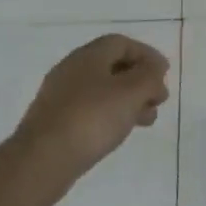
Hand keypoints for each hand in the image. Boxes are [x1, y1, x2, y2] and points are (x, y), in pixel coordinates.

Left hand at [10, 35, 170, 196]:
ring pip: (102, 90)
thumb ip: (150, 76)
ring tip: (147, 120)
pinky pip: (89, 110)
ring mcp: (60, 97)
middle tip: (158, 99)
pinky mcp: (54, 123)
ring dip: (128, 100)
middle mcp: (71, 70)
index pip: (122, 43)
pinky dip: (111, 115)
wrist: (40, 162)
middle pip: (113, 66)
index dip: (147, 55)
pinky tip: (119, 132)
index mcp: (88, 55)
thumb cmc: (91, 119)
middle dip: (140, 80)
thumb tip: (155, 69)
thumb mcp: (131, 92)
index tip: (164, 74)